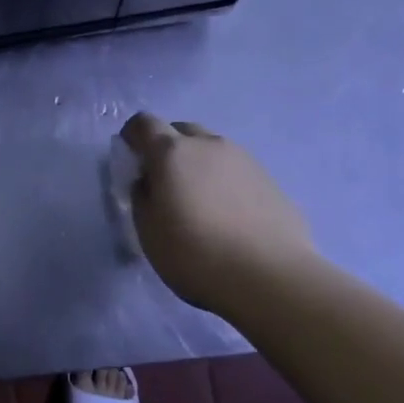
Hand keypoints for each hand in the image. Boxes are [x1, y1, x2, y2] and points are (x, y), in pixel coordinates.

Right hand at [121, 113, 320, 313]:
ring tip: (200, 201)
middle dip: (168, 146)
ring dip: (200, 164)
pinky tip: (229, 216)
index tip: (131, 157)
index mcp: (172, 152)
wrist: (272, 279)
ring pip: (212, 149)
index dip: (132, 135)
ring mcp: (244, 160)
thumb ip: (142, 197)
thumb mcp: (148, 231)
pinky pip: (237, 171)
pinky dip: (225, 183)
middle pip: (181, 130)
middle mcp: (208, 145)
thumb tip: (149, 182)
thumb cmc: (195, 254)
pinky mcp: (271, 181)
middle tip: (165, 181)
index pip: (144, 123)